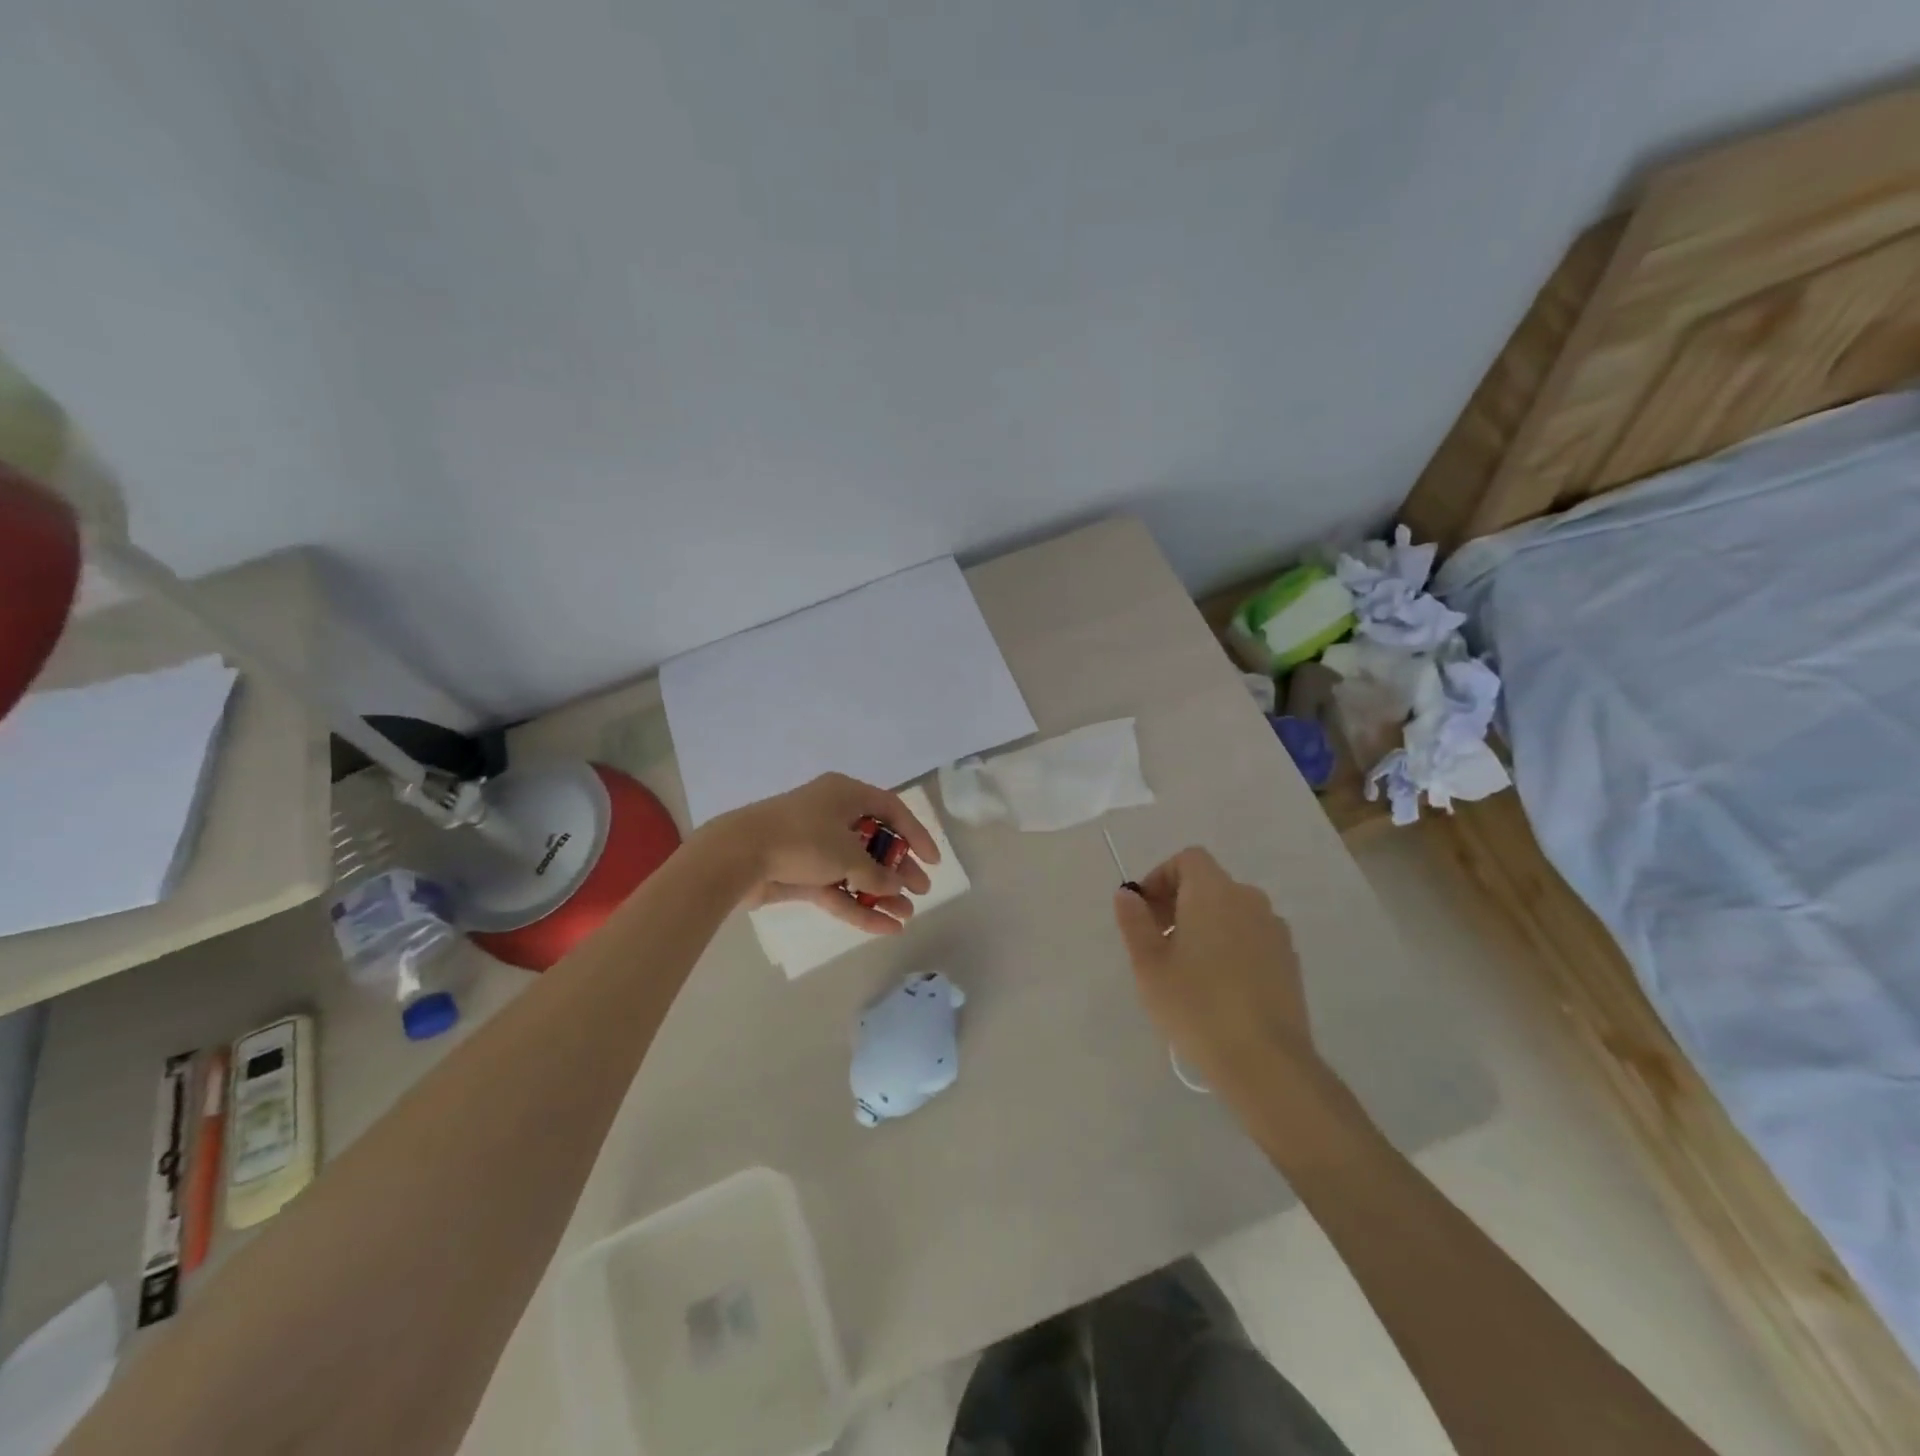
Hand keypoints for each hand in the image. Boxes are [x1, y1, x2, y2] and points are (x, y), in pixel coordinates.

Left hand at [706, 773, 938, 934]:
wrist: (738, 856)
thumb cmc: (801, 839)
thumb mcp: (847, 854)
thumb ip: (877, 872)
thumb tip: (897, 885)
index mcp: (845, 795)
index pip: (891, 809)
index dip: (915, 833)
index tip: (932, 860)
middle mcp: (832, 816)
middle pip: (875, 842)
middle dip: (899, 869)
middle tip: (921, 890)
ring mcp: (815, 846)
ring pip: (856, 870)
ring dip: (880, 892)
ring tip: (905, 915)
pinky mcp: (801, 873)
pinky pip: (837, 889)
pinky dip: (858, 906)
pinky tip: (883, 927)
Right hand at [1113, 847, 1315, 1089]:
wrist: (1266, 1062)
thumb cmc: (1196, 1006)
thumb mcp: (1149, 964)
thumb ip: (1134, 921)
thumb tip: (1127, 894)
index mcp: (1213, 892)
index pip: (1188, 859)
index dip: (1160, 877)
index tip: (1144, 912)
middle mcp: (1249, 900)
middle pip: (1209, 883)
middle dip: (1179, 902)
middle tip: (1157, 942)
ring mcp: (1274, 930)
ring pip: (1231, 911)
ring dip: (1205, 925)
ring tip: (1186, 968)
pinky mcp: (1289, 961)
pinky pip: (1251, 937)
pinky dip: (1230, 945)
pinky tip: (1218, 987)